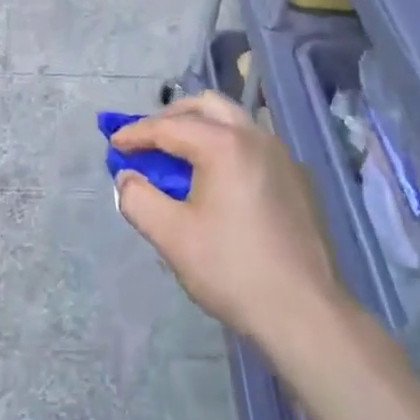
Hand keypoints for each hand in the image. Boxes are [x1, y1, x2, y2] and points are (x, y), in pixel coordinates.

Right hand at [112, 92, 341, 348]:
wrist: (306, 313)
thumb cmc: (233, 270)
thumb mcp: (172, 237)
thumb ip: (138, 199)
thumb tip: (127, 177)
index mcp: (224, 144)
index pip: (169, 127)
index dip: (136, 134)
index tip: (113, 145)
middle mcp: (255, 136)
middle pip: (206, 106)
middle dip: (171, 117)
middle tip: (148, 140)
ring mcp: (282, 155)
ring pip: (233, 120)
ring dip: (201, 127)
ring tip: (179, 155)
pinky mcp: (297, 178)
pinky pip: (253, 144)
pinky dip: (226, 145)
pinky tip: (218, 178)